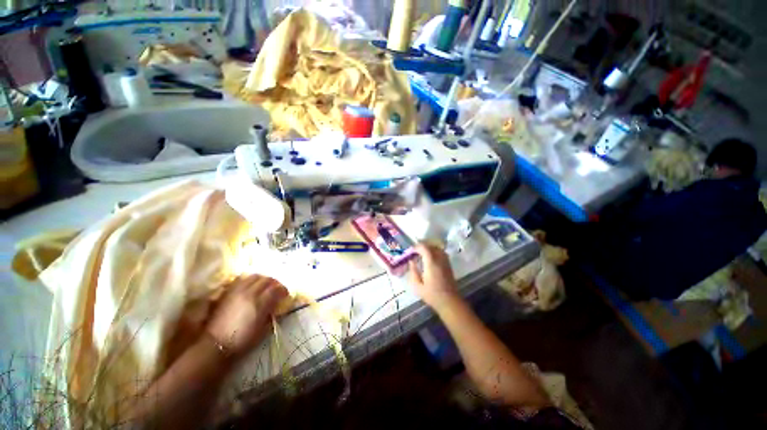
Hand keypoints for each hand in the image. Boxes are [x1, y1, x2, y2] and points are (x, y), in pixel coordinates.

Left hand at [205, 274, 287, 357]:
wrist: (216, 344)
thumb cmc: (242, 340)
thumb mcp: (263, 329)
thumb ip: (271, 314)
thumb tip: (276, 306)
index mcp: (261, 302)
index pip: (277, 289)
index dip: (283, 290)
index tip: (285, 295)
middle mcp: (250, 293)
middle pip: (267, 279)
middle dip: (274, 283)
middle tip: (276, 289)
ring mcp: (237, 291)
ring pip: (254, 276)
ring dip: (262, 280)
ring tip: (263, 286)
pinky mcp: (227, 293)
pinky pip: (241, 280)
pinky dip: (249, 281)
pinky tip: (250, 287)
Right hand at [408, 243, 459, 309]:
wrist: (449, 301)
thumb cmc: (432, 295)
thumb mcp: (417, 286)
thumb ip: (413, 272)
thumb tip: (411, 262)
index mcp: (431, 263)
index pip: (424, 248)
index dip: (417, 247)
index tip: (411, 251)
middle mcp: (439, 259)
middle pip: (431, 246)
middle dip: (422, 246)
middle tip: (415, 251)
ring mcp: (445, 262)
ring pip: (437, 248)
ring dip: (429, 248)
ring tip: (422, 253)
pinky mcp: (449, 265)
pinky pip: (442, 253)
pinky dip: (435, 252)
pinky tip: (430, 258)